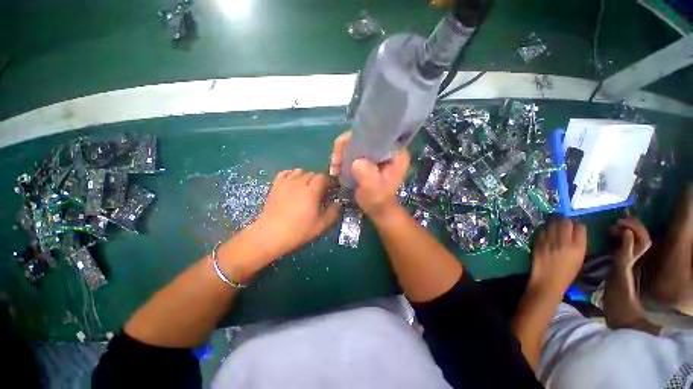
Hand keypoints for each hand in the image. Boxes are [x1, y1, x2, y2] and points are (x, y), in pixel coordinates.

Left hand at [254, 169, 340, 255]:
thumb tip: (338, 203)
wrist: (271, 234)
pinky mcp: (276, 185)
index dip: (330, 181)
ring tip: (307, 187)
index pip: (324, 177)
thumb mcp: (321, 225)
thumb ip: (333, 212)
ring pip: (299, 171)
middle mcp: (300, 183)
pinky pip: (285, 173)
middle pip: (313, 174)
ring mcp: (286, 183)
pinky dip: (291, 174)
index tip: (333, 188)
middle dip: (319, 180)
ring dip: (306, 177)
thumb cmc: (298, 230)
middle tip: (320, 191)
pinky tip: (293, 182)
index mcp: (312, 191)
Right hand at [330, 131, 409, 216]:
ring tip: (334, 167)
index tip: (343, 151)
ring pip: (356, 143)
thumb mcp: (373, 188)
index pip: (376, 134)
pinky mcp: (369, 158)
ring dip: (342, 153)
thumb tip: (356, 162)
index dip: (357, 138)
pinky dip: (343, 158)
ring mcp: (377, 153)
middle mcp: (387, 149)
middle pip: (363, 137)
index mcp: (396, 153)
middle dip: (345, 147)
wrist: (378, 209)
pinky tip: (337, 168)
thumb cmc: (378, 200)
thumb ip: (367, 175)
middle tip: (335, 161)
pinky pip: (354, 151)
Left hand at [529, 219, 586, 295]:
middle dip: (566, 221)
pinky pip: (542, 230)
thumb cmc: (566, 274)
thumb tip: (576, 232)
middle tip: (564, 224)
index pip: (580, 228)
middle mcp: (564, 242)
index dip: (578, 226)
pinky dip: (545, 229)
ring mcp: (549, 241)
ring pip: (553, 223)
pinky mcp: (538, 242)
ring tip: (555, 226)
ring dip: (554, 223)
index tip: (575, 227)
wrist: (547, 281)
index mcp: (578, 247)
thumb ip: (579, 244)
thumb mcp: (579, 259)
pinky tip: (546, 232)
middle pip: (565, 222)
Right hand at [610, 217, 651, 269]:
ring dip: (625, 223)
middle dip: (626, 222)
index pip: (639, 228)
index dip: (629, 223)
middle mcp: (646, 237)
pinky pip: (632, 225)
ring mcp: (642, 236)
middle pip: (638, 224)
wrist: (622, 264)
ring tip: (614, 226)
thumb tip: (627, 230)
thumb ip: (627, 242)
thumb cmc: (622, 259)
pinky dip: (624, 224)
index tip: (617, 222)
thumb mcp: (624, 252)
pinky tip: (617, 226)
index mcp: (645, 241)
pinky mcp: (637, 235)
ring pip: (635, 224)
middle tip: (615, 223)